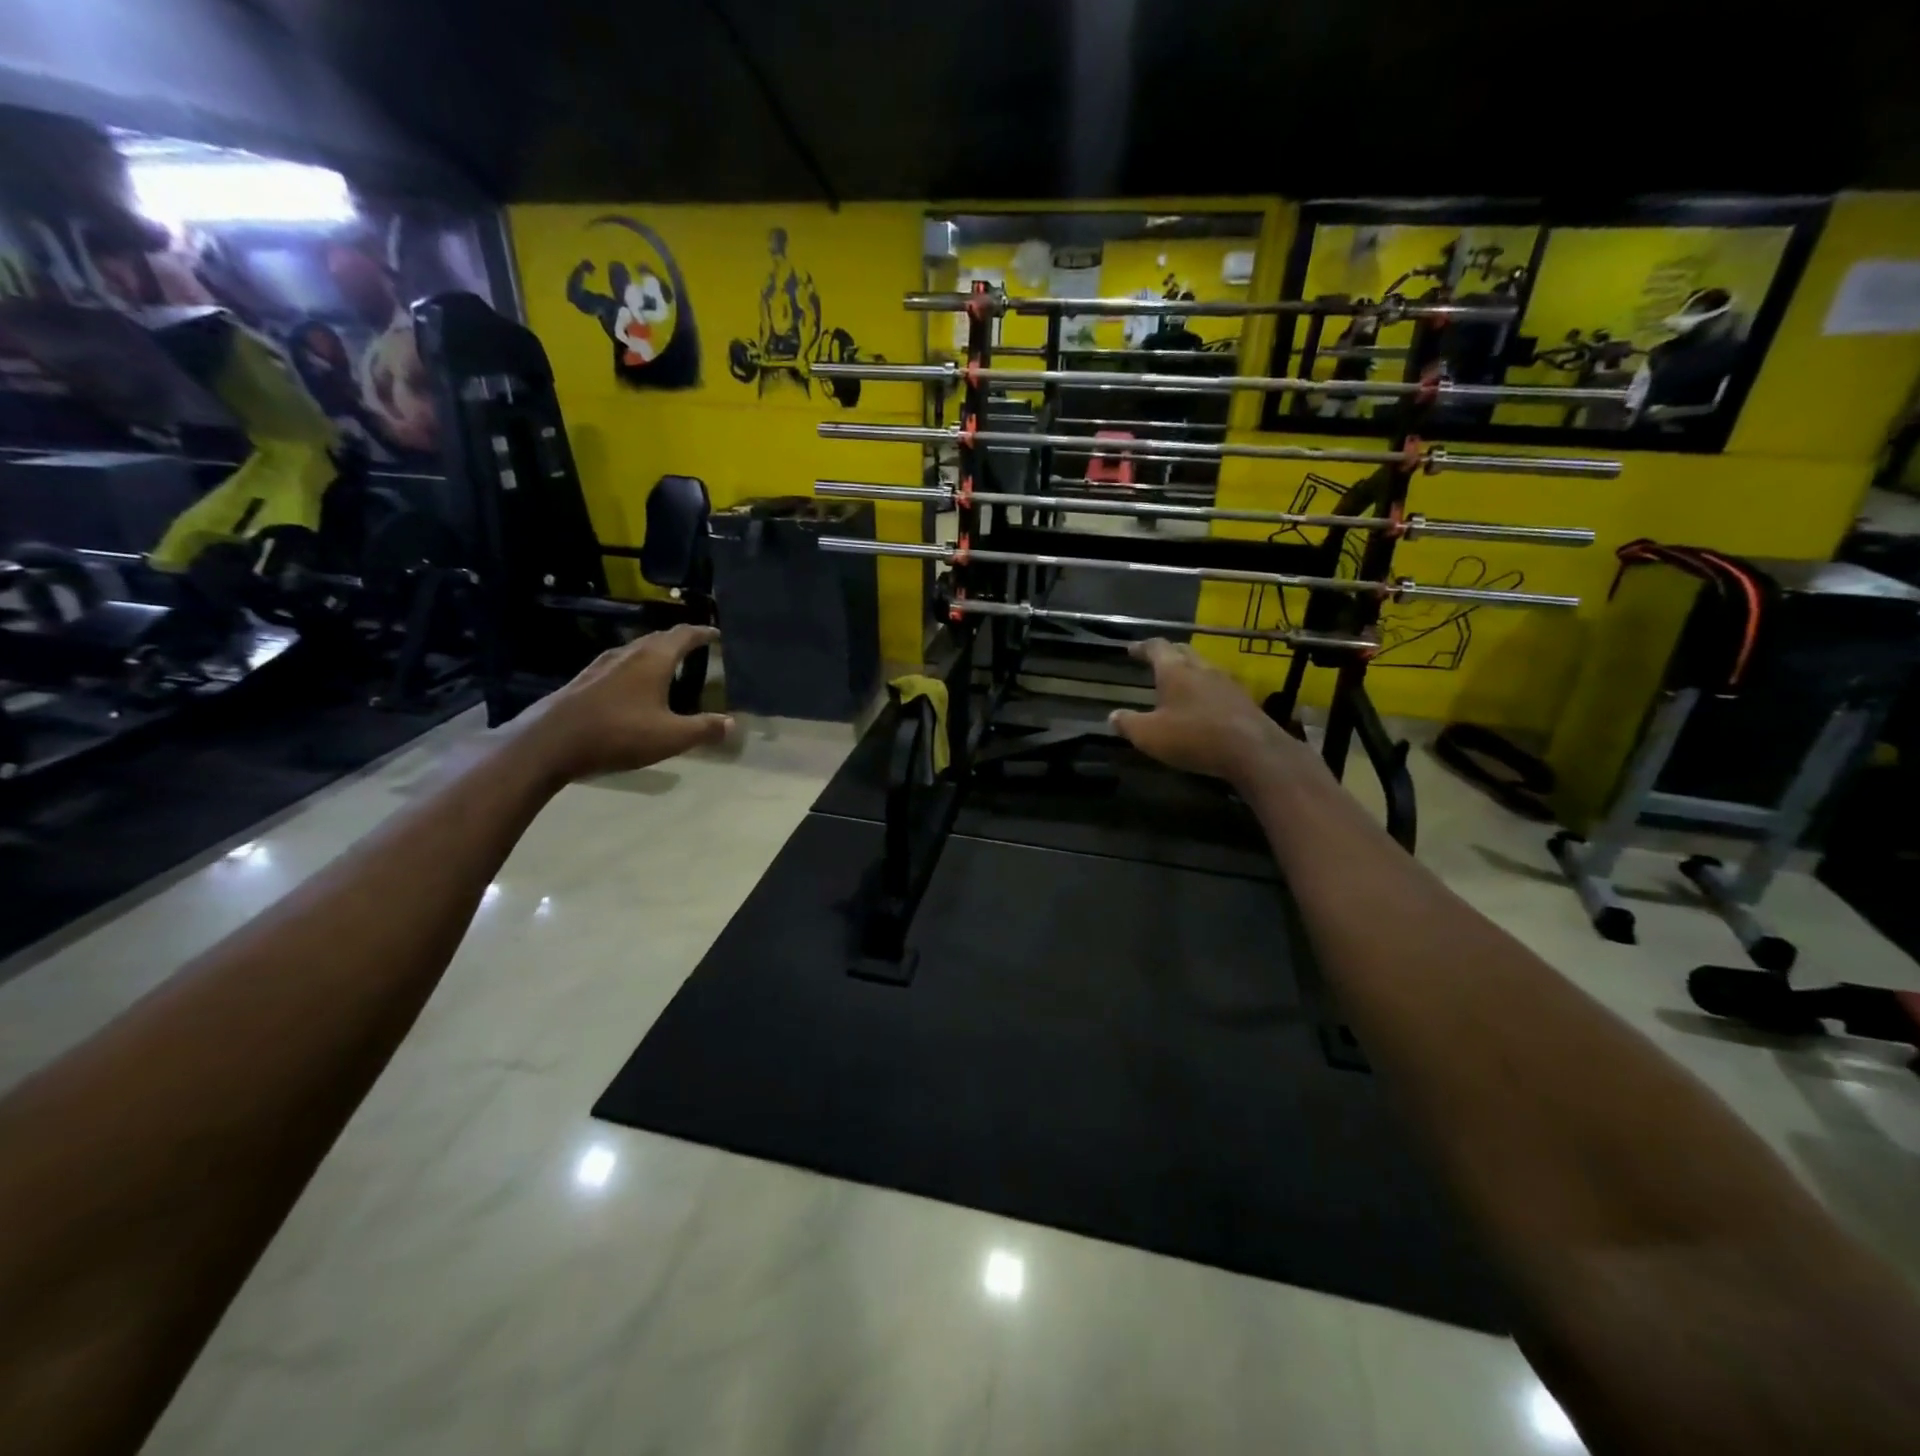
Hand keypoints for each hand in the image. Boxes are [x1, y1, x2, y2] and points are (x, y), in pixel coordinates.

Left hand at [513, 624, 731, 781]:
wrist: (550, 744)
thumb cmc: (618, 734)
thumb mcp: (671, 737)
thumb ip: (704, 729)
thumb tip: (731, 723)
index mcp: (653, 660)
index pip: (683, 635)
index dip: (702, 633)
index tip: (716, 634)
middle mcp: (627, 654)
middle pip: (658, 638)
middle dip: (679, 640)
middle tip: (695, 647)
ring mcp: (601, 666)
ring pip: (635, 650)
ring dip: (654, 653)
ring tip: (667, 665)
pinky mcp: (583, 681)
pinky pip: (618, 665)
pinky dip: (635, 667)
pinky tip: (632, 686)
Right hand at [1108, 638, 1317, 787]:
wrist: (1253, 751)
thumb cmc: (1194, 736)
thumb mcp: (1149, 735)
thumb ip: (1128, 724)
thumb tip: (1112, 716)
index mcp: (1175, 671)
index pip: (1157, 647)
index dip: (1142, 647)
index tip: (1132, 649)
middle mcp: (1202, 669)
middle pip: (1183, 652)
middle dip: (1168, 654)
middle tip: (1156, 661)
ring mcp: (1227, 683)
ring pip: (1204, 668)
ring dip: (1190, 671)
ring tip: (1179, 683)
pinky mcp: (1244, 701)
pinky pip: (1219, 687)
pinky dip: (1206, 690)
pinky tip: (1203, 706)